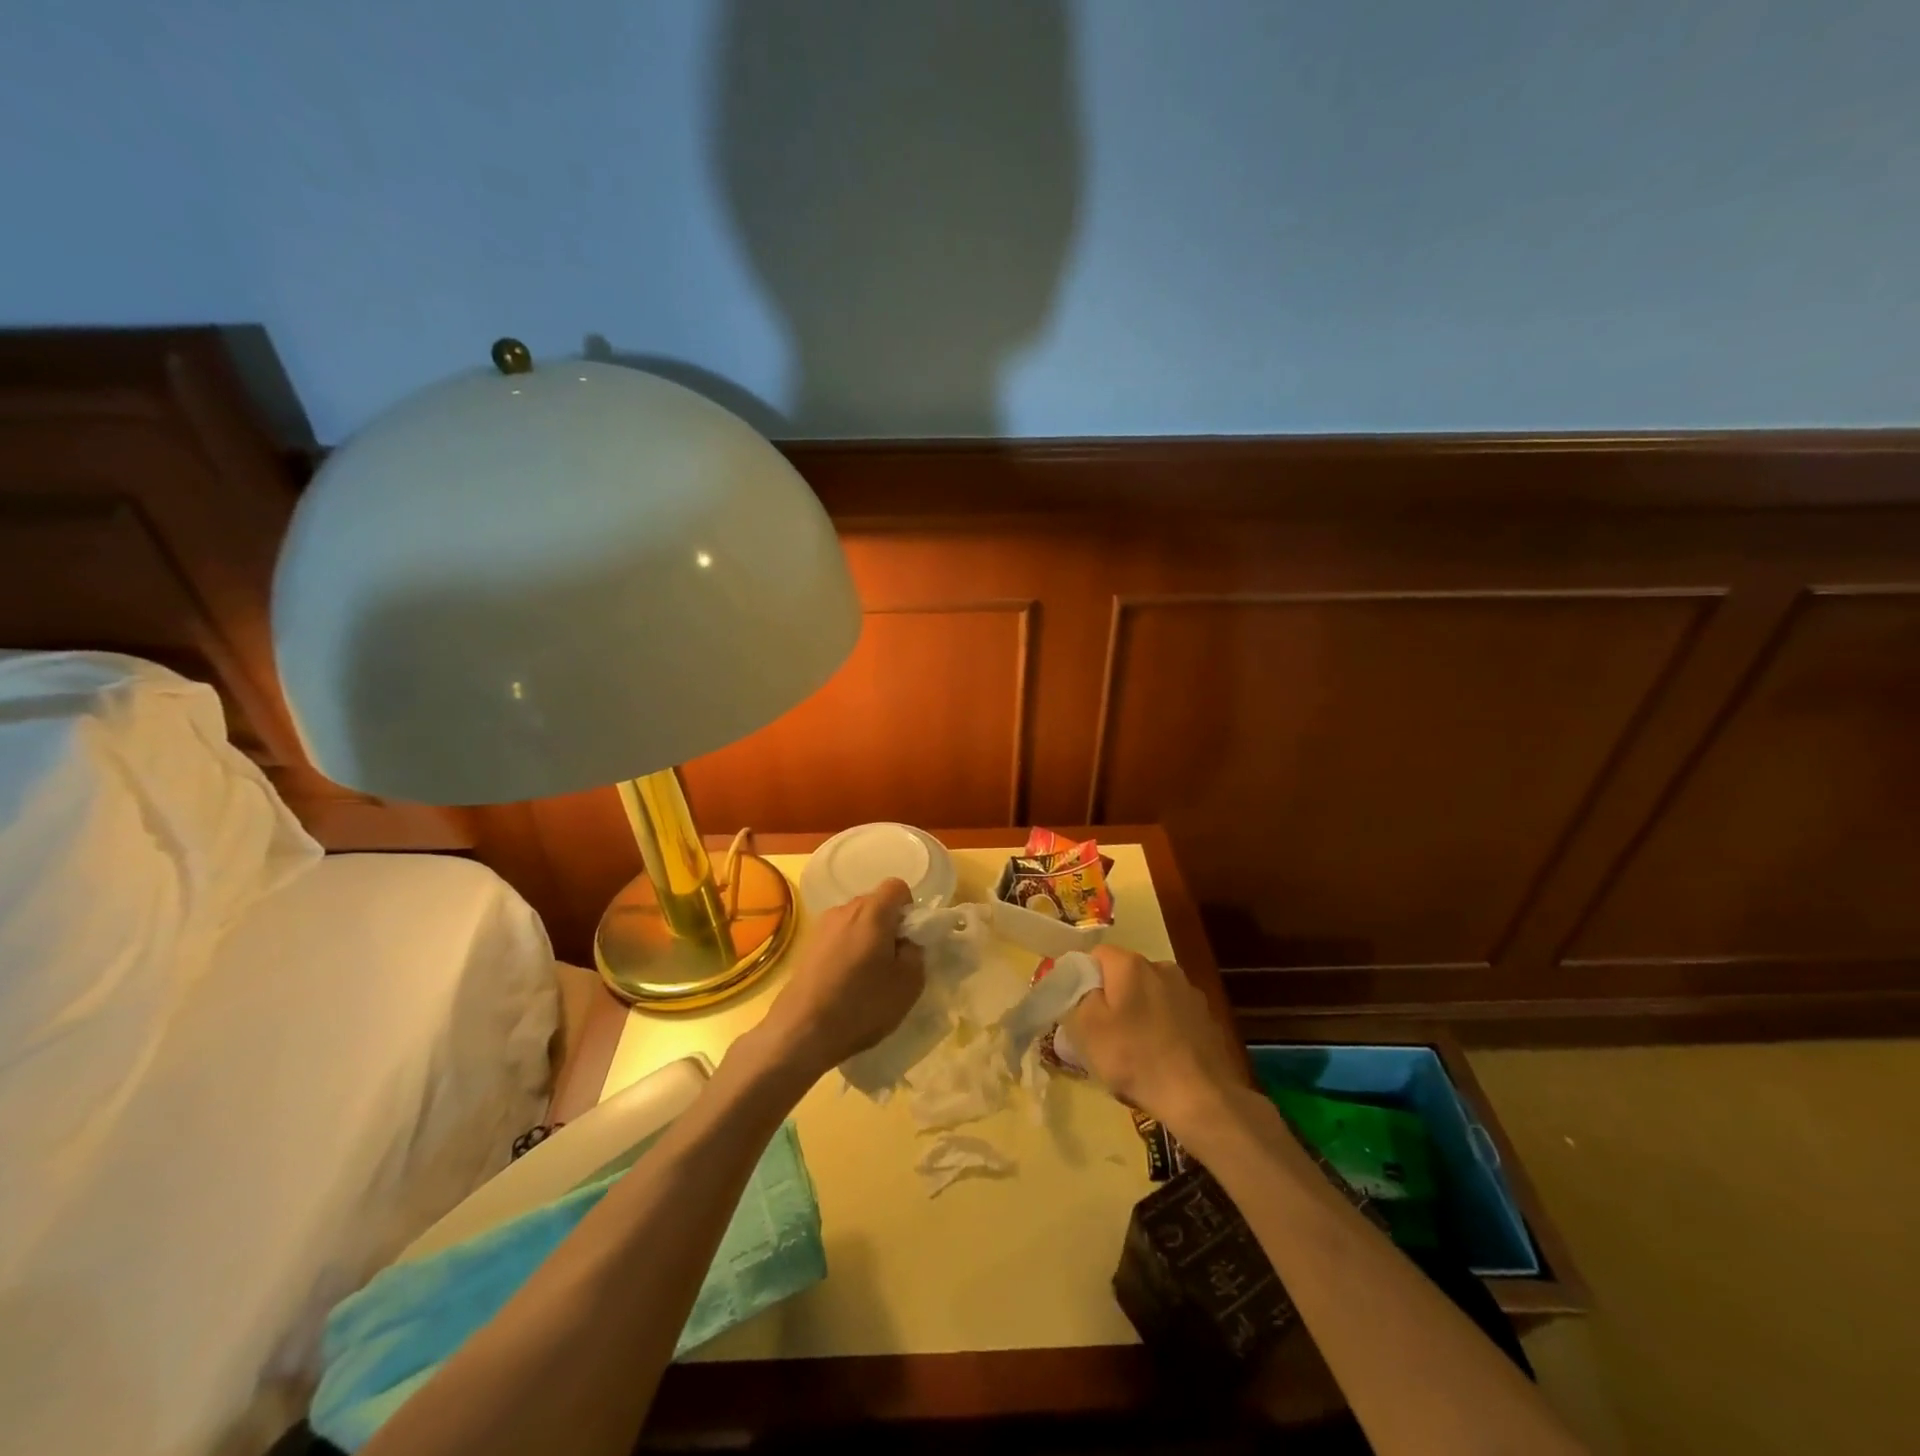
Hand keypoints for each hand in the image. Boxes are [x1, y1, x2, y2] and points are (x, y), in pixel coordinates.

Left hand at [758, 879, 925, 1080]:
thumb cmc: (862, 1005)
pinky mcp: (807, 945)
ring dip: (866, 939)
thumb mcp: (908, 983)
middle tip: (892, 962)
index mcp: (873, 912)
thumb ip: (916, 952)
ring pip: (855, 921)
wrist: (802, 1030)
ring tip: (866, 976)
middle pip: (875, 904)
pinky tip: (844, 982)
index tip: (909, 939)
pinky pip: (838, 937)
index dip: (909, 908)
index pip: (897, 887)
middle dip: (888, 925)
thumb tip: (907, 942)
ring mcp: (822, 926)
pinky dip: (847, 950)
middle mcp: (845, 909)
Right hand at [1064, 945, 1241, 1133]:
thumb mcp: (1089, 1028)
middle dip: (1113, 998)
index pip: (1097, 955)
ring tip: (1135, 1051)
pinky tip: (1162, 1058)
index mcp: (1132, 965)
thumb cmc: (1136, 1059)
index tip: (1080, 1009)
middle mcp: (1163, 968)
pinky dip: (1164, 1029)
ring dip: (1140, 1013)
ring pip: (1151, 995)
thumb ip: (1080, 995)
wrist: (1202, 1099)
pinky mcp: (1208, 1018)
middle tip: (1104, 1034)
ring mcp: (1190, 993)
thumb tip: (1085, 983)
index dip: (1084, 979)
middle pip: (1126, 975)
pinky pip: (1173, 1015)